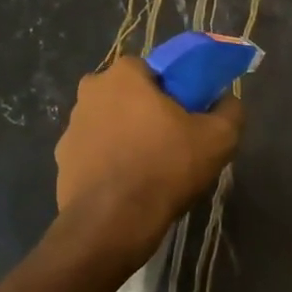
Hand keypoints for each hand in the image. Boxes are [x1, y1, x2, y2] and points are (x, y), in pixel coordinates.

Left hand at [55, 58, 243, 259]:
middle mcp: (90, 92)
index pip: (152, 69)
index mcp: (123, 75)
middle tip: (171, 140)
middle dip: (146, 111)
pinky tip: (127, 185)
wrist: (112, 223)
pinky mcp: (62, 160)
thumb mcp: (218, 138)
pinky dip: (109, 162)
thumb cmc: (165, 168)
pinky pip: (94, 152)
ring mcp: (71, 127)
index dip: (172, 89)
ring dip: (126, 136)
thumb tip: (228, 101)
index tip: (187, 114)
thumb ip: (230, 110)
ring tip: (150, 168)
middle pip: (127, 95)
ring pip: (109, 123)